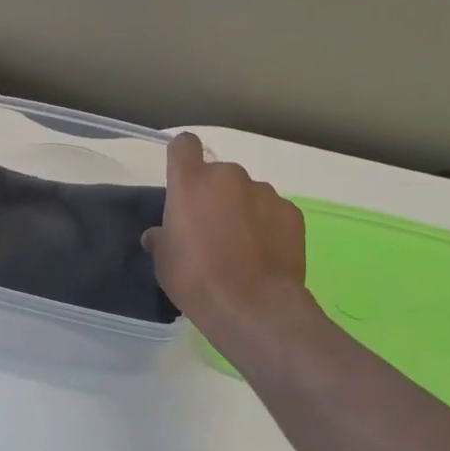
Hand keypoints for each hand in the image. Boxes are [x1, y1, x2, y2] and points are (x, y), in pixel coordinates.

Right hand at [145, 132, 308, 343]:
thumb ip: (161, 238)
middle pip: (218, 174)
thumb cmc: (196, 279)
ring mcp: (264, 192)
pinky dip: (267, 225)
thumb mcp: (164, 261)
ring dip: (242, 210)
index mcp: (191, 182)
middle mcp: (229, 176)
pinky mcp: (291, 212)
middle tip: (211, 228)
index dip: (182, 157)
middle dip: (214, 194)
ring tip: (242, 246)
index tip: (182, 180)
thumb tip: (158, 235)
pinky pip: (272, 211)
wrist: (253, 306)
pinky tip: (264, 254)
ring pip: (248, 193)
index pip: (184, 145)